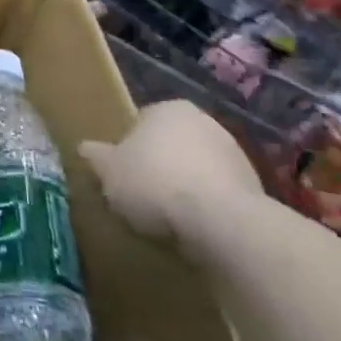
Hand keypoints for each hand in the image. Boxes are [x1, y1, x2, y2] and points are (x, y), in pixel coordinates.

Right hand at [80, 101, 260, 252]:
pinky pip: (220, 198)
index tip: (123, 176)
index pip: (141, 122)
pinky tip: (195, 232)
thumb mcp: (109, 171)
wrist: (223, 224)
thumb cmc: (156, 183)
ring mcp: (236, 156)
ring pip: (198, 171)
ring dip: (186, 190)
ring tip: (168, 222)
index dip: (129, 150)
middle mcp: (205, 122)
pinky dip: (208, 210)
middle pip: (172, 145)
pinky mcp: (256, 191)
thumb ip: (96, 157)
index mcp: (169, 108)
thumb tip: (84, 149)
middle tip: (142, 197)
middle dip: (160, 167)